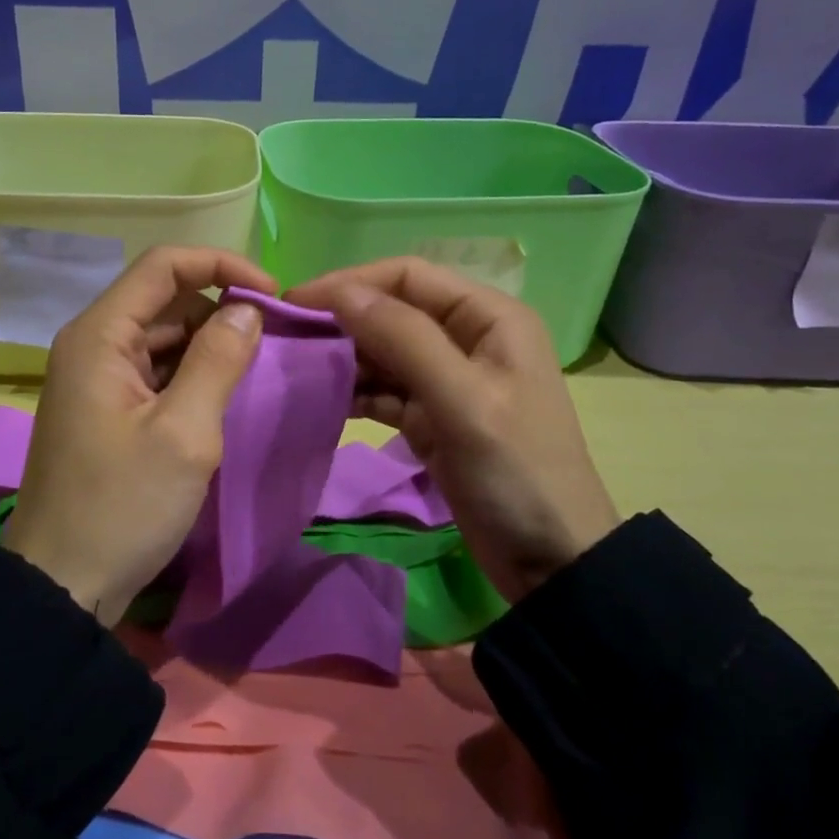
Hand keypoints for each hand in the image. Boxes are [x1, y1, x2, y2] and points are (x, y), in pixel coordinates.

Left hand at [5, 246, 272, 623]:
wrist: (62, 586)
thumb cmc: (121, 506)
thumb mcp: (183, 433)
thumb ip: (218, 361)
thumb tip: (247, 309)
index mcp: (99, 336)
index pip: (163, 266)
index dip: (222, 266)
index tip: (273, 295)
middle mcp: (92, 344)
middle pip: (163, 299)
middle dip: (220, 307)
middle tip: (275, 338)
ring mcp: (97, 378)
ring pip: (162, 336)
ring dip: (209, 343)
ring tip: (258, 366)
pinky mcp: (107, 409)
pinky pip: (155, 371)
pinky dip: (192, 372)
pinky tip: (224, 394)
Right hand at [286, 258, 619, 605]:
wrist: (552, 562)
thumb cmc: (517, 471)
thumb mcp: (463, 400)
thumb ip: (403, 339)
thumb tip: (340, 293)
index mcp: (488, 317)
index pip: (407, 276)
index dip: (350, 282)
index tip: (295, 302)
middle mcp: (467, 337)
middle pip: (391, 310)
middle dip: (341, 319)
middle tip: (286, 336)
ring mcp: (448, 379)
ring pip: (383, 350)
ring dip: (343, 355)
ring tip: (295, 366)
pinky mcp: (432, 416)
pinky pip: (384, 389)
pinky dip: (355, 391)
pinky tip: (322, 398)